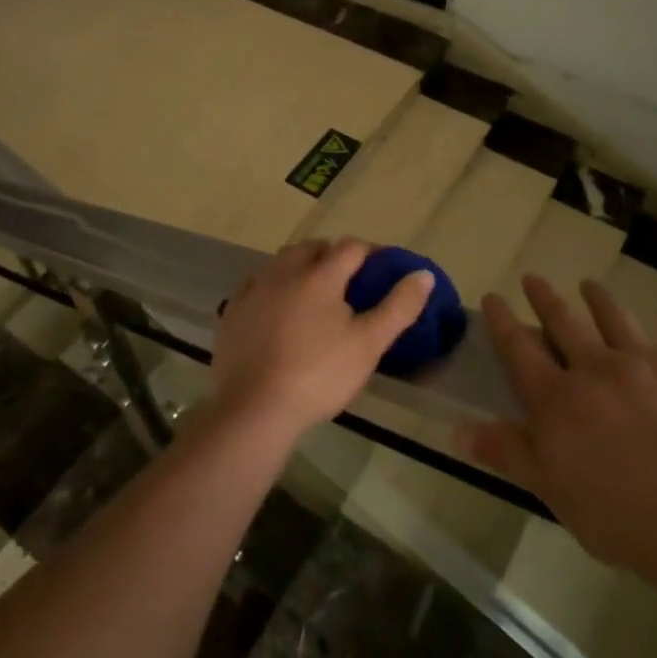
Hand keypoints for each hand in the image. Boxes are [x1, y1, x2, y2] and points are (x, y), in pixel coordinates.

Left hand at [211, 238, 434, 443]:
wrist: (254, 409)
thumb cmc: (319, 375)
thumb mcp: (368, 344)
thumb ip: (398, 307)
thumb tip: (423, 274)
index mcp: (320, 275)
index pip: (351, 248)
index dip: (370, 253)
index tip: (383, 268)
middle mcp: (284, 272)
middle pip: (313, 248)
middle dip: (333, 255)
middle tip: (349, 279)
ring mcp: (254, 290)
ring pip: (282, 262)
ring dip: (301, 266)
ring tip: (314, 290)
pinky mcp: (232, 311)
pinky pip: (256, 284)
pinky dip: (272, 286)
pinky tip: (276, 305)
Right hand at [460, 276, 656, 600]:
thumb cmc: (622, 518)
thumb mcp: (553, 491)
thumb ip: (508, 453)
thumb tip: (458, 428)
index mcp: (558, 398)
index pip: (519, 348)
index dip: (502, 321)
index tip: (493, 297)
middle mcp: (597, 367)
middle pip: (564, 322)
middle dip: (545, 298)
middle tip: (534, 278)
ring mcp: (648, 362)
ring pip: (616, 318)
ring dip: (600, 299)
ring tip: (590, 285)